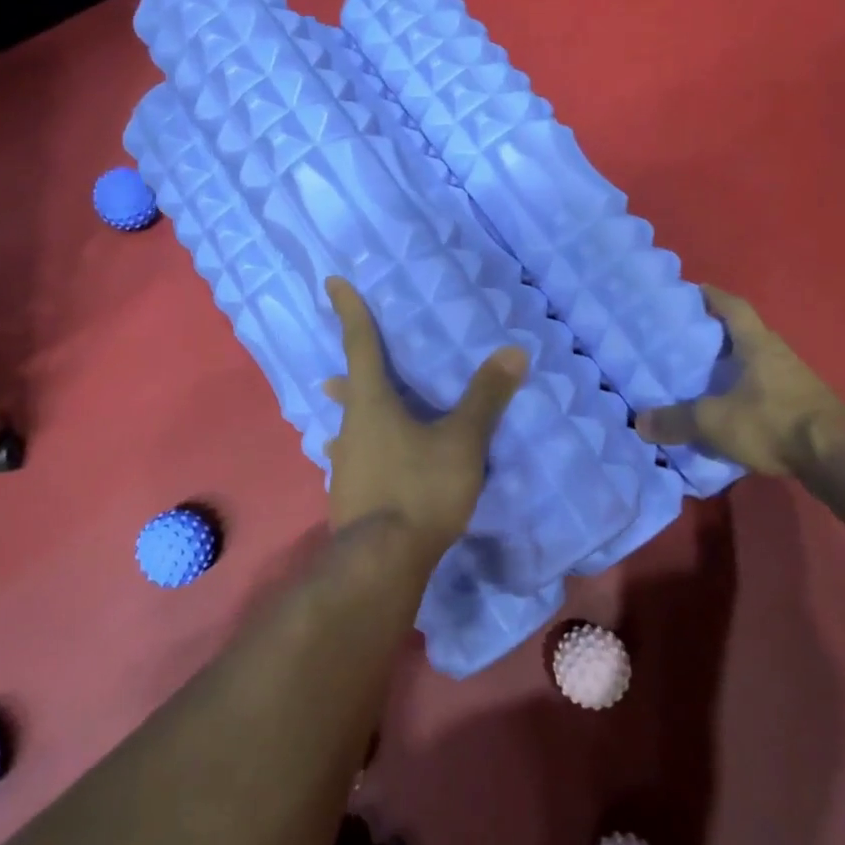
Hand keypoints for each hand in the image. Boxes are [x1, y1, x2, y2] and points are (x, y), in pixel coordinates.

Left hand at [321, 276, 528, 554]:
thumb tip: (514, 350)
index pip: (360, 344)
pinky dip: (363, 450)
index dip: (349, 310)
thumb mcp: (461, 442)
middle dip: (347, 373)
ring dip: (351, 416)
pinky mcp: (348, 495)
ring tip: (351, 415)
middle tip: (341, 367)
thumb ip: (486, 398)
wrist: (382, 562)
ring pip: (347, 428)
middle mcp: (350, 428)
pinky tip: (368, 466)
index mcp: (372, 404)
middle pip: (348, 390)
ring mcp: (343, 464)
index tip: (330, 282)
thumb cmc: (419, 489)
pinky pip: (354, 459)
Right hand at [637, 285, 844, 476]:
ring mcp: (794, 381)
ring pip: (755, 364)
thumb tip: (639, 422)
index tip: (693, 291)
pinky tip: (728, 408)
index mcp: (757, 344)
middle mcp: (777, 354)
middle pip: (744, 334)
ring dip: (731, 366)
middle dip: (716, 335)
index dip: (713, 296)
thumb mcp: (714, 421)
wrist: (837, 457)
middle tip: (685, 339)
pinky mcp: (802, 406)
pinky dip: (744, 393)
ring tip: (701, 376)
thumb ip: (676, 420)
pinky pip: (764, 390)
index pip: (733, 307)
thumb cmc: (773, 422)